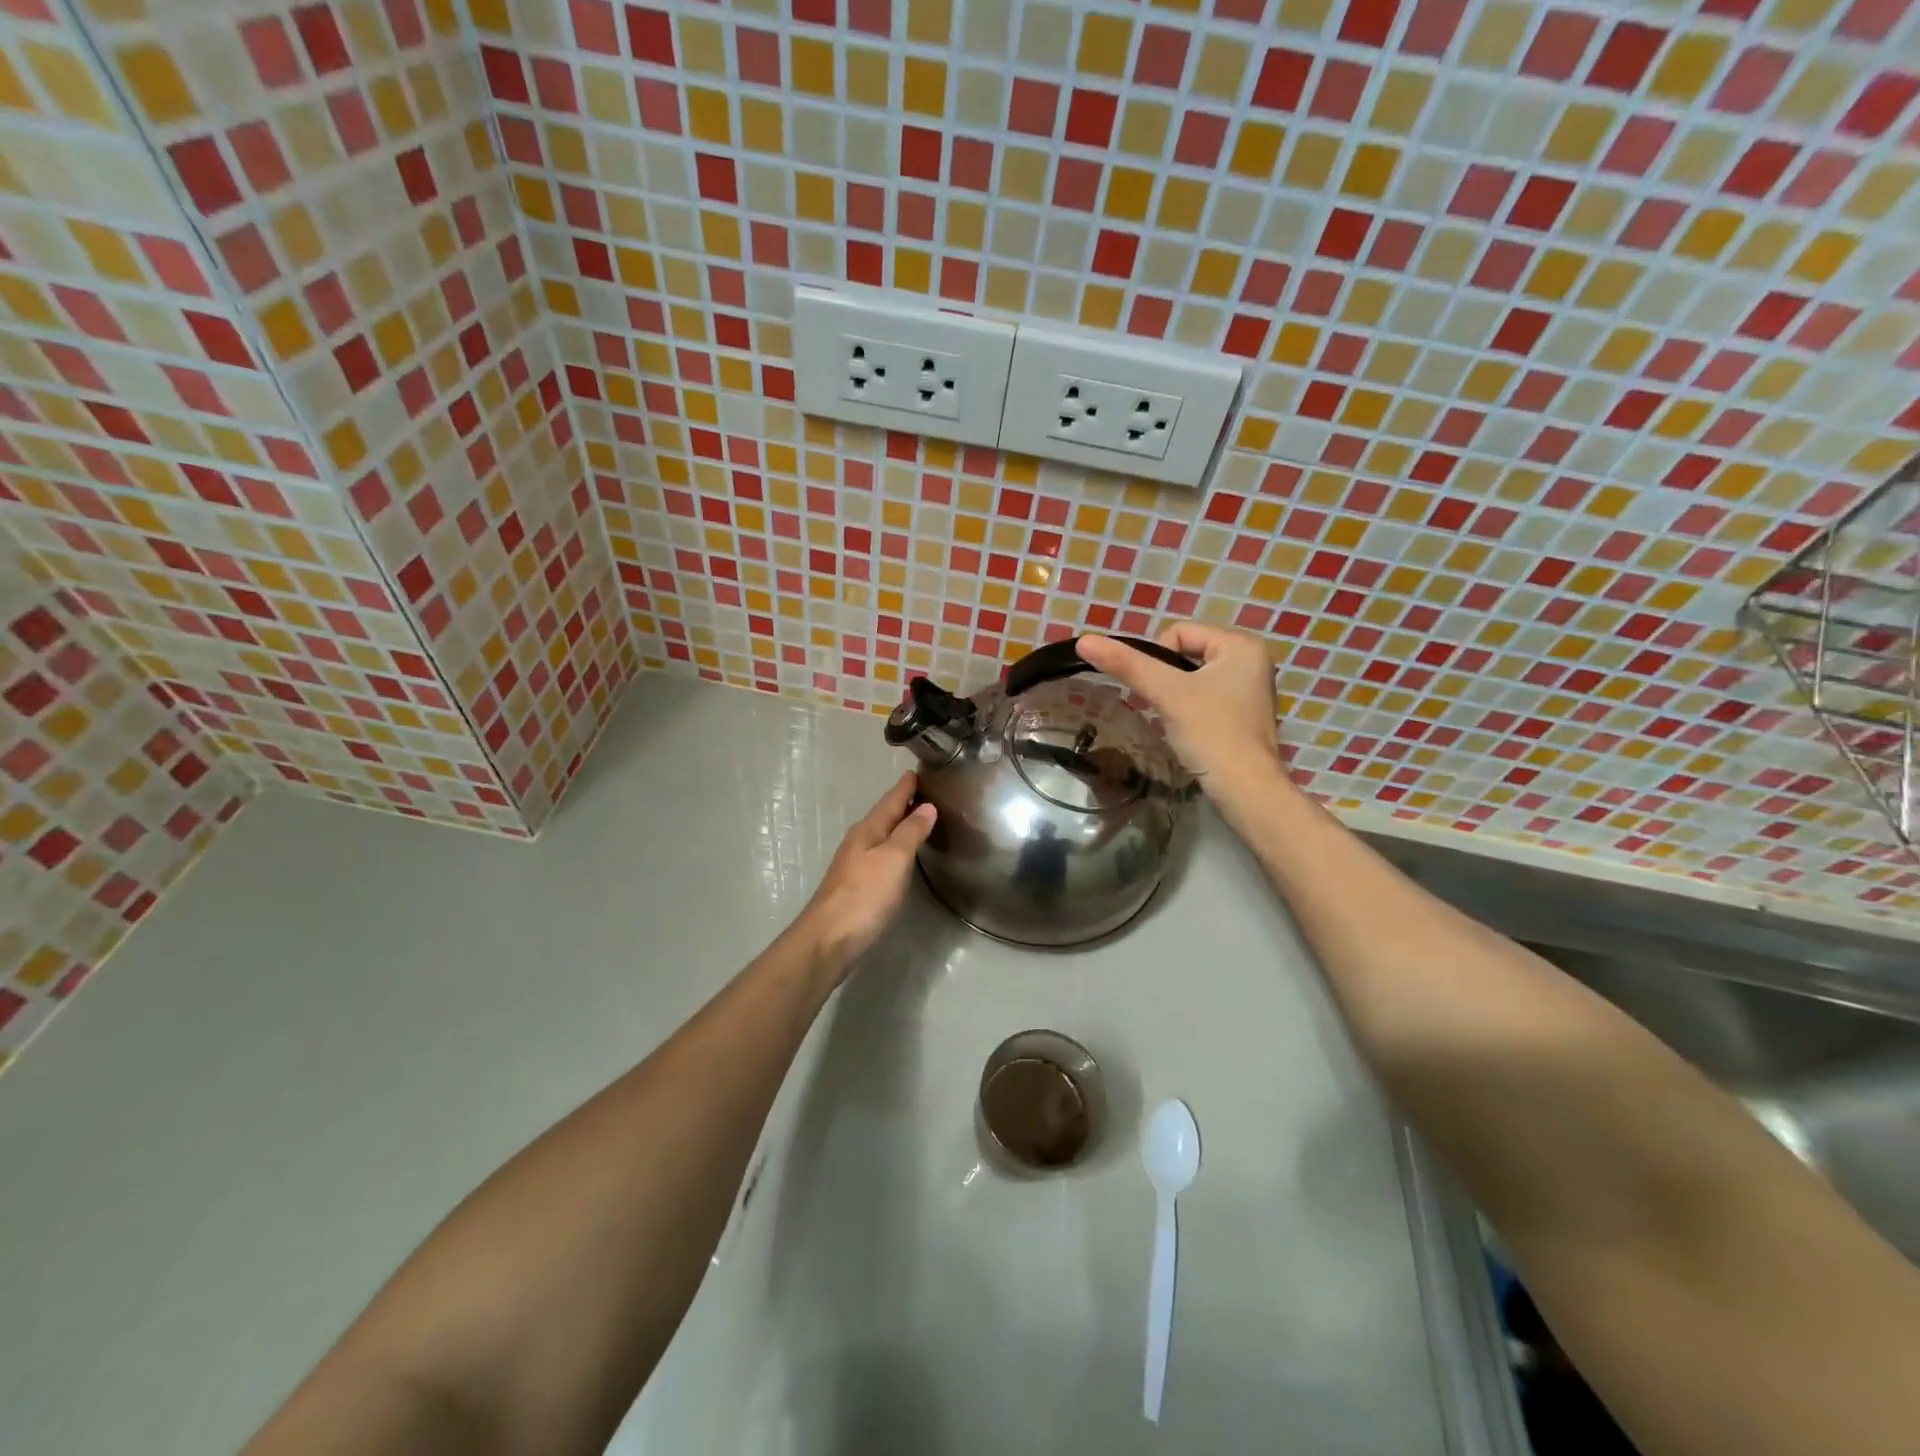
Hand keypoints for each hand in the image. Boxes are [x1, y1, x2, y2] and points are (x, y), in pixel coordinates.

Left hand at [797, 772, 936, 978]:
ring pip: (879, 836)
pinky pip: (878, 856)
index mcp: (867, 831)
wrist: (828, 940)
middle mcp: (858, 843)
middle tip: (922, 792)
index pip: (890, 801)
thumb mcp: (894, 859)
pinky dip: (892, 847)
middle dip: (901, 803)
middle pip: (883, 816)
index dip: (904, 787)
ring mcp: (853, 866)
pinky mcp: (855, 887)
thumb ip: (910, 832)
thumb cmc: (864, 896)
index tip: (916, 771)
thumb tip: (927, 806)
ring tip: (917, 819)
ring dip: (897, 826)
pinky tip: (899, 856)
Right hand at [1077, 624, 1282, 789]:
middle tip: (1160, 705)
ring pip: (1193, 677)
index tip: (1158, 691)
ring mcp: (1250, 689)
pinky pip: (1205, 696)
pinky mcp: (1243, 714)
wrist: (1245, 791)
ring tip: (1173, 719)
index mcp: (1241, 644)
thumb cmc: (1211, 733)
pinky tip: (1187, 730)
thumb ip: (1127, 665)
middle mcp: (1252, 660)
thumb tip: (1084, 641)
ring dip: (1174, 694)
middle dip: (1165, 678)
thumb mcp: (1166, 693)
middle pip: (1186, 653)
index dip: (1157, 658)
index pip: (1179, 632)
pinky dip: (1188, 708)